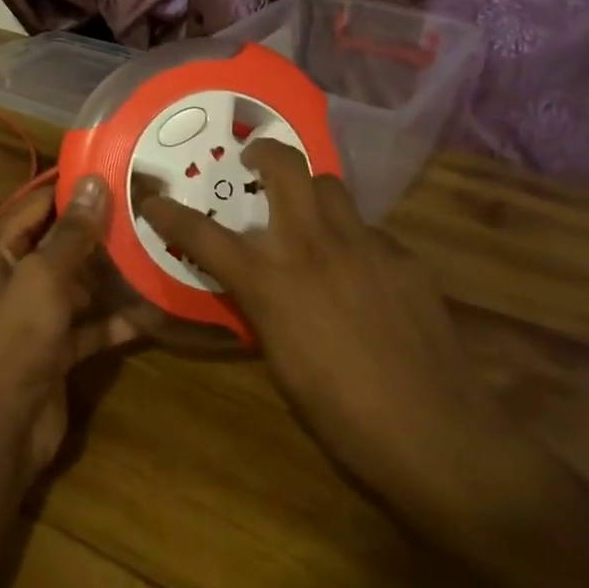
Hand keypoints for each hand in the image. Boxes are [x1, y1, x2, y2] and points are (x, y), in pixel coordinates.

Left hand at [0, 177, 140, 485]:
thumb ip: (72, 233)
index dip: (72, 186)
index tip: (117, 169)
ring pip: (81, 283)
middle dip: (102, 230)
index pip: (38, 204)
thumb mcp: (44, 278)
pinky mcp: (59, 349)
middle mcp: (18, 277)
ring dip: (114, 273)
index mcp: (2, 252)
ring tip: (159, 250)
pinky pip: (92, 324)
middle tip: (150, 210)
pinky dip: (117, 319)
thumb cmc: (15, 341)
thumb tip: (94, 182)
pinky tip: (154, 309)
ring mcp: (39, 315)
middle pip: (63, 243)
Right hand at [139, 141, 548, 551]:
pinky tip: (366, 277)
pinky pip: (370, 232)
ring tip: (312, 220)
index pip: (205, 235)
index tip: (153, 199)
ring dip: (313, 194)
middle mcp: (314, 247)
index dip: (171, 214)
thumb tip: (262, 288)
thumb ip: (265, 310)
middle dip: (265, 153)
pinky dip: (355, 242)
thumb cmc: (342, 416)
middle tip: (255, 163)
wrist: (435, 434)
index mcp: (271, 282)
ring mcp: (365, 246)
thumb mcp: (282, 363)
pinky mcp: (405, 258)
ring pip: (332, 187)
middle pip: (286, 167)